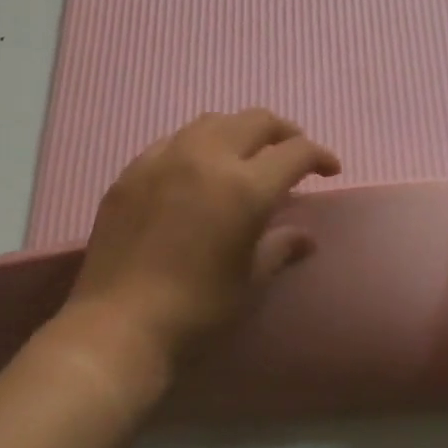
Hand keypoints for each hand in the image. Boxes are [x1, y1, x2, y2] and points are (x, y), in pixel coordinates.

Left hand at [57, 109, 340, 378]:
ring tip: (245, 155)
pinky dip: (198, 144)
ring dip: (239, 131)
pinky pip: (174, 140)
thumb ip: (279, 248)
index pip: (295, 151)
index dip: (320, 156)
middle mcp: (208, 158)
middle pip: (256, 120)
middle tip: (292, 153)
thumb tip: (305, 237)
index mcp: (246, 186)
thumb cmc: (197, 311)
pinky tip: (196, 170)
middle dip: (283, 132)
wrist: (118, 328)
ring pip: (213, 121)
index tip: (330, 169)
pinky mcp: (133, 171)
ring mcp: (165, 159)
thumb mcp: (249, 280)